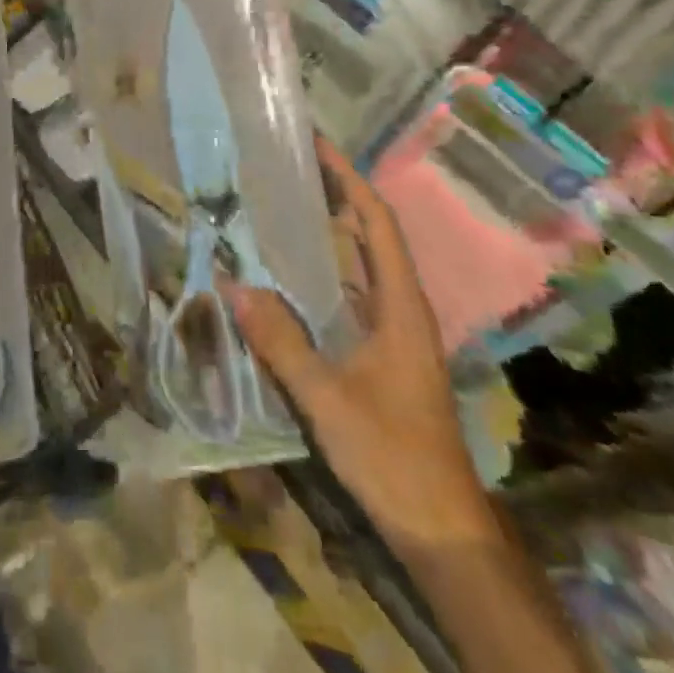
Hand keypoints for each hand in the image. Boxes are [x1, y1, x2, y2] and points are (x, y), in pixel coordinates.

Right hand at [228, 136, 494, 549]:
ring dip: (332, 231)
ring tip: (286, 204)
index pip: (377, 224)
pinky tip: (293, 274)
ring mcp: (395, 332)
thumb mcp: (328, 399)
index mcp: (400, 306)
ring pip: (362, 265)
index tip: (318, 146)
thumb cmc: (392, 455)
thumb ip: (280, 343)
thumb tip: (232, 285)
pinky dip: (326, 271)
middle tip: (290, 167)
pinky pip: (353, 294)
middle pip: (371, 235)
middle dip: (337, 195)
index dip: (349, 181)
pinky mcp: (384, 353)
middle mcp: (402, 308)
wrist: (441, 525)